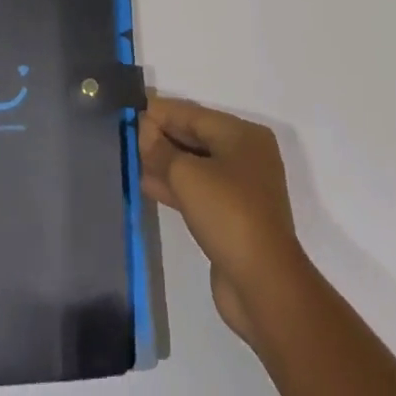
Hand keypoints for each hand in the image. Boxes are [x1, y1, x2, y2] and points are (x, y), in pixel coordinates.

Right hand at [138, 96, 312, 347]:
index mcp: (243, 135)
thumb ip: (162, 150)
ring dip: (167, 164)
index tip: (135, 111)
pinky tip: (149, 185)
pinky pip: (200, 192)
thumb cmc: (228, 213)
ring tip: (135, 160)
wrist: (263, 284)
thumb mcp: (187, 175)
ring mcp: (242, 190)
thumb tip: (145, 133)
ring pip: (197, 167)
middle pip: (197, 138)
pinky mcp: (234, 218)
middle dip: (164, 137)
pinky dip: (176, 187)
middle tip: (132, 136)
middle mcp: (246, 156)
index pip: (195, 115)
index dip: (163, 113)